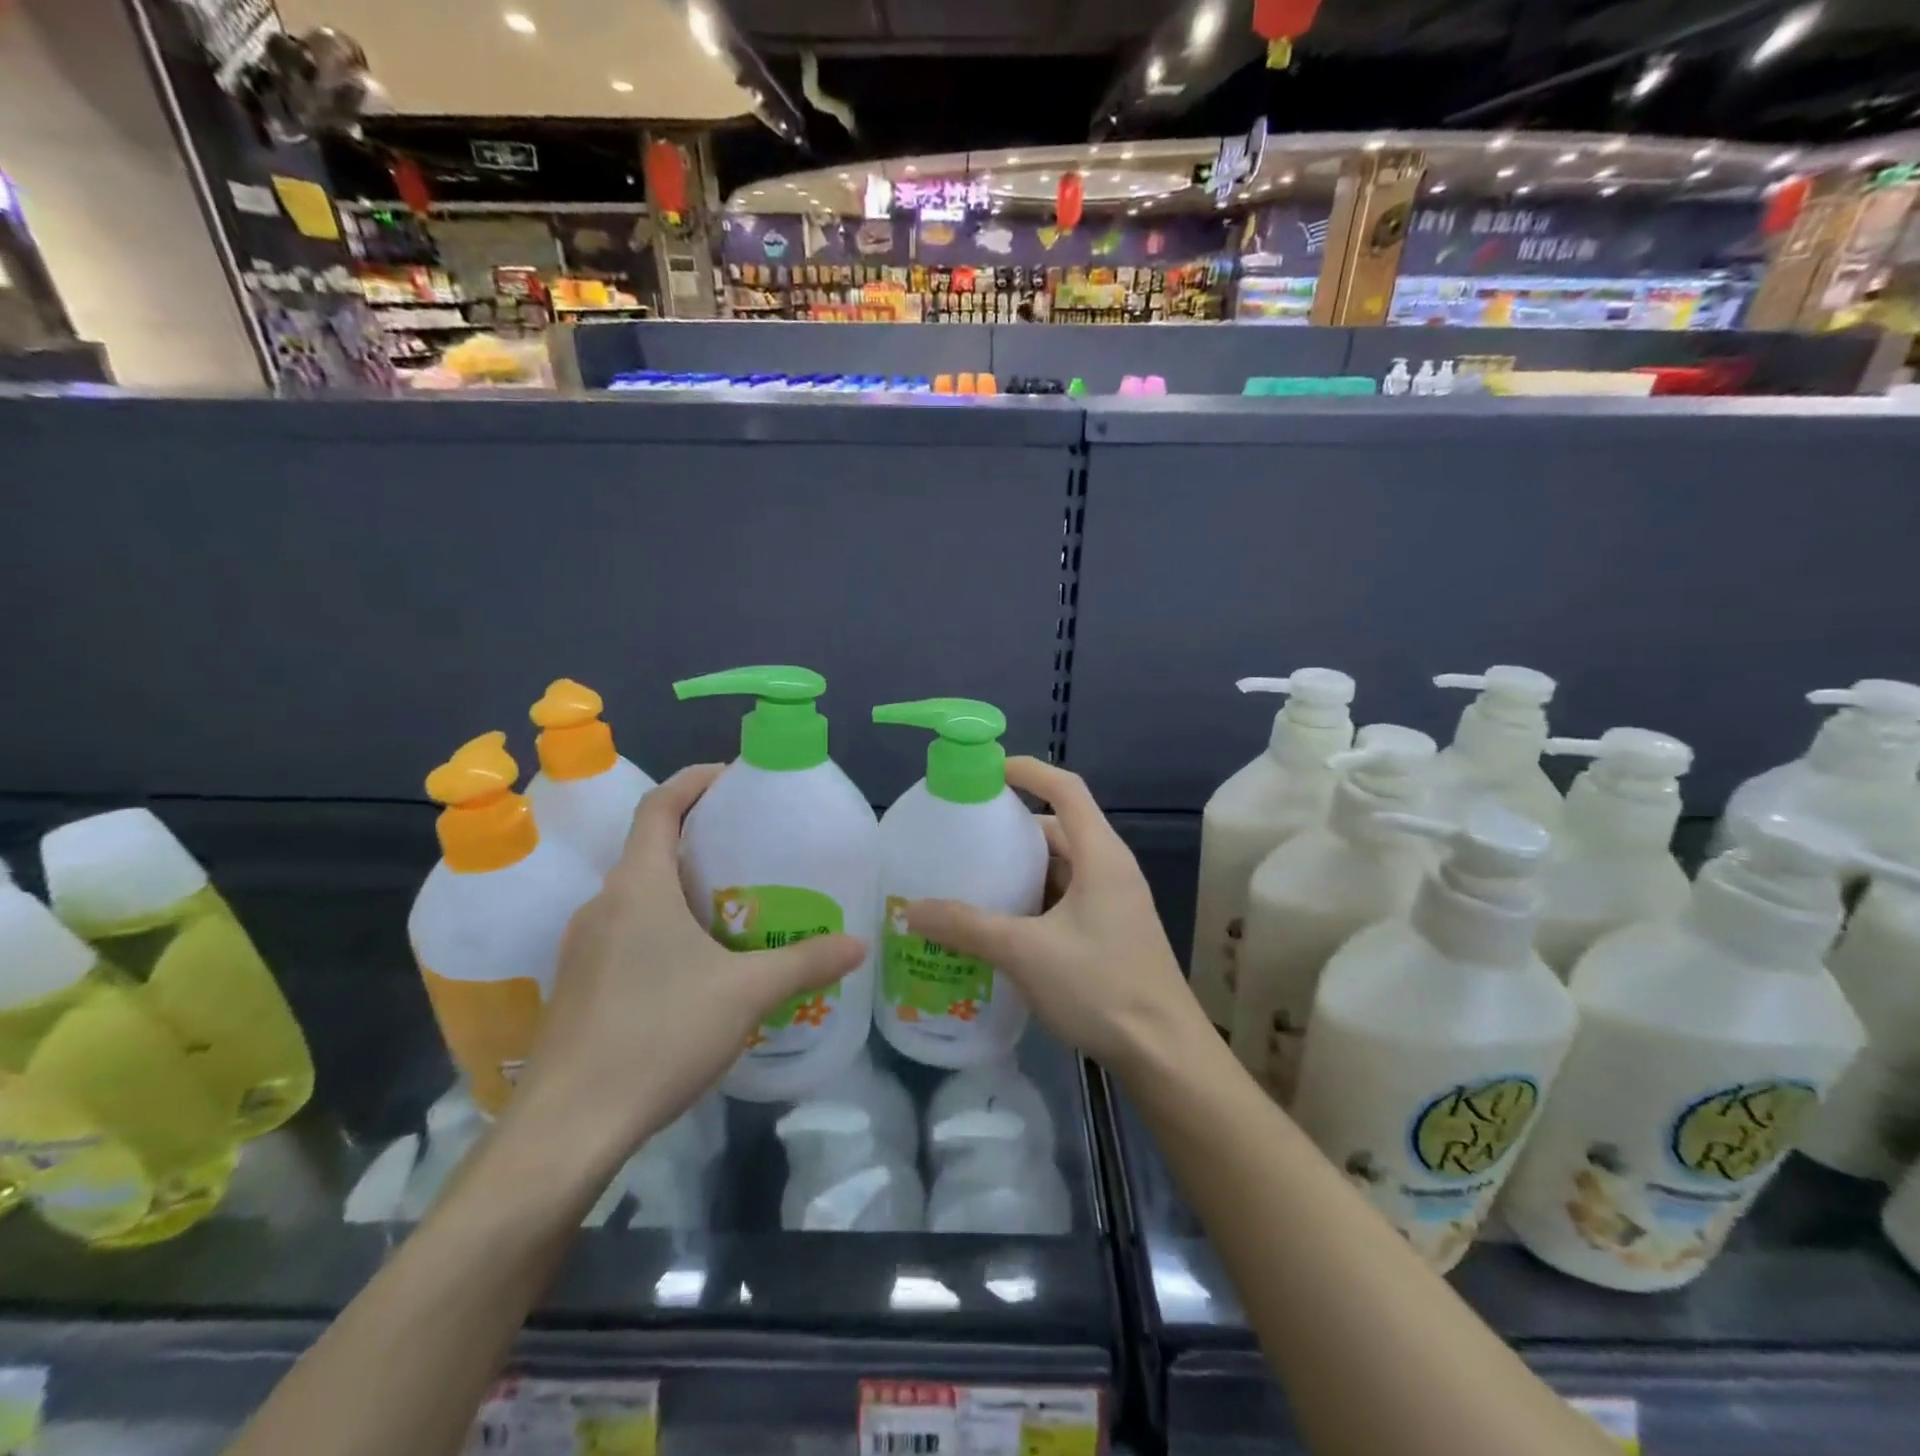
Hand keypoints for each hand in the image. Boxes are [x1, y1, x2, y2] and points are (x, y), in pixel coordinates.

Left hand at [512, 765, 866, 1159]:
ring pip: (639, 895)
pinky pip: (627, 932)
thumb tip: (859, 943)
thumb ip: (805, 962)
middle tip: (753, 849)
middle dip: (701, 839)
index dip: (695, 781)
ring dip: (683, 888)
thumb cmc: (659, 1035)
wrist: (569, 1126)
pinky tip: (699, 967)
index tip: (735, 778)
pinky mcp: (579, 985)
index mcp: (638, 885)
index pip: (660, 805)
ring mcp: (583, 946)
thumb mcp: (746, 994)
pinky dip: (664, 927)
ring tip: (735, 907)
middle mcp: (603, 904)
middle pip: (651, 847)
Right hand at [905, 757, 1205, 1074]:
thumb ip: (967, 927)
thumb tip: (912, 910)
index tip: (988, 771)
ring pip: (1062, 868)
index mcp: (1101, 855)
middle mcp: (1111, 869)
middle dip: (1013, 829)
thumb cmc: (1101, 987)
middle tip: (966, 837)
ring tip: (974, 879)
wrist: (1164, 1053)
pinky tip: (1002, 923)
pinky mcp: (1111, 932)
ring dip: (1023, 870)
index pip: (1066, 789)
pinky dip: (1035, 900)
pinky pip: (1067, 899)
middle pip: (1060, 829)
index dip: (1029, 771)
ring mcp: (1115, 902)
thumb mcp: (1026, 952)